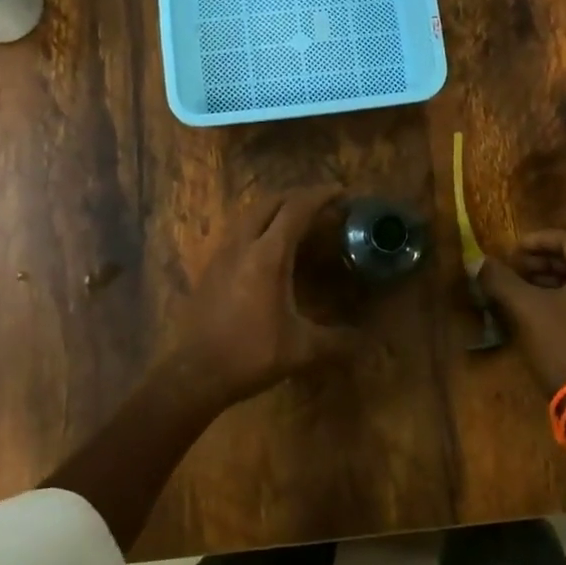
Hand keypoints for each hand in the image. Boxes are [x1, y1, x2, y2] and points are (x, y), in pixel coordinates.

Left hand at [157, 186, 360, 410]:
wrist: (196, 372)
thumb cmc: (251, 355)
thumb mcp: (302, 350)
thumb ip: (338, 341)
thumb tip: (369, 342)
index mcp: (267, 256)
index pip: (296, 210)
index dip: (320, 196)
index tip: (341, 192)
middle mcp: (242, 244)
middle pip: (270, 202)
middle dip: (298, 196)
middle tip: (322, 203)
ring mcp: (222, 253)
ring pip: (250, 214)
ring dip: (275, 208)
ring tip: (297, 218)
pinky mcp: (210, 266)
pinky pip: (238, 230)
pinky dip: (259, 224)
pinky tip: (268, 246)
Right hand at [477, 230, 565, 395]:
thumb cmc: (560, 342)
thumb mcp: (525, 306)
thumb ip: (500, 279)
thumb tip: (477, 262)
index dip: (536, 241)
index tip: (511, 250)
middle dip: (540, 261)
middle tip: (512, 268)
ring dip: (545, 279)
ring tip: (517, 287)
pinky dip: (556, 296)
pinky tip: (531, 306)